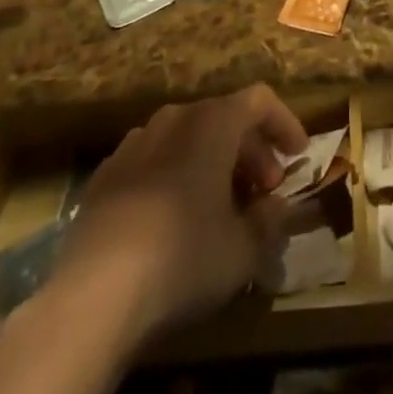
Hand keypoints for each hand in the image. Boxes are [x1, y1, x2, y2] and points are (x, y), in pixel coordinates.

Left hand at [47, 84, 308, 348]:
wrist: (94, 293)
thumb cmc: (184, 256)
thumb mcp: (244, 249)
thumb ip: (270, 222)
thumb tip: (278, 208)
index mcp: (214, 121)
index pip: (261, 100)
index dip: (284, 123)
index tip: (298, 155)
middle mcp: (176, 117)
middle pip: (224, 117)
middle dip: (251, 151)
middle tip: (264, 192)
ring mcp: (136, 142)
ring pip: (187, 138)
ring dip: (212, 162)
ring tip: (221, 206)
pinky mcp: (105, 174)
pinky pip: (154, 161)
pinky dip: (175, 176)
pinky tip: (174, 218)